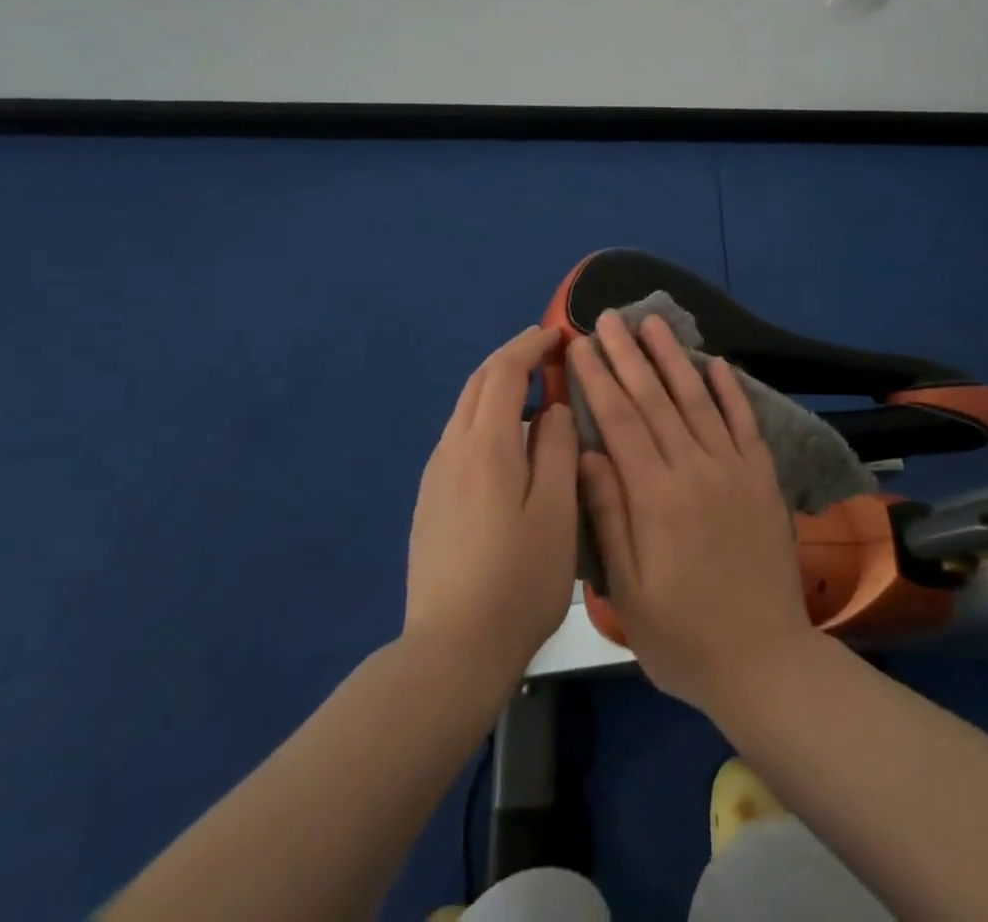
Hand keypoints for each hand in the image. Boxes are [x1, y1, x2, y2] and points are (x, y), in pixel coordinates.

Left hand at [404, 327, 579, 691]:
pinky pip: (458, 437)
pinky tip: (504, 438)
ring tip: (530, 386)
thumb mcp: (557, 511)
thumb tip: (553, 408)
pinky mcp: (429, 503)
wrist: (451, 651)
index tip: (558, 335)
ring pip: (464, 410)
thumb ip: (557, 449)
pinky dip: (483, 415)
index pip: (504, 373)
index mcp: (485, 446)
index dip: (530, 346)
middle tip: (544, 347)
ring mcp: (434, 478)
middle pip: (477, 383)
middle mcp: (452, 450)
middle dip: (510, 356)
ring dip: (495, 385)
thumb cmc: (519, 580)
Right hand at [572, 311, 817, 712]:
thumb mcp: (628, 591)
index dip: (598, 380)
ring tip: (653, 323)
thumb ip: (609, 515)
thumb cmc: (683, 636)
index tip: (581, 346)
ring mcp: (735, 469)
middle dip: (628, 355)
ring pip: (699, 399)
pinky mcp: (763, 478)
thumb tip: (588, 453)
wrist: (765, 662)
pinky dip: (730, 389)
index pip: (621, 421)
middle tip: (609, 317)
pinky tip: (717, 362)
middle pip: (656, 399)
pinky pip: (745, 422)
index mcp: (657, 496)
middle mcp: (696, 469)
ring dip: (674, 357)